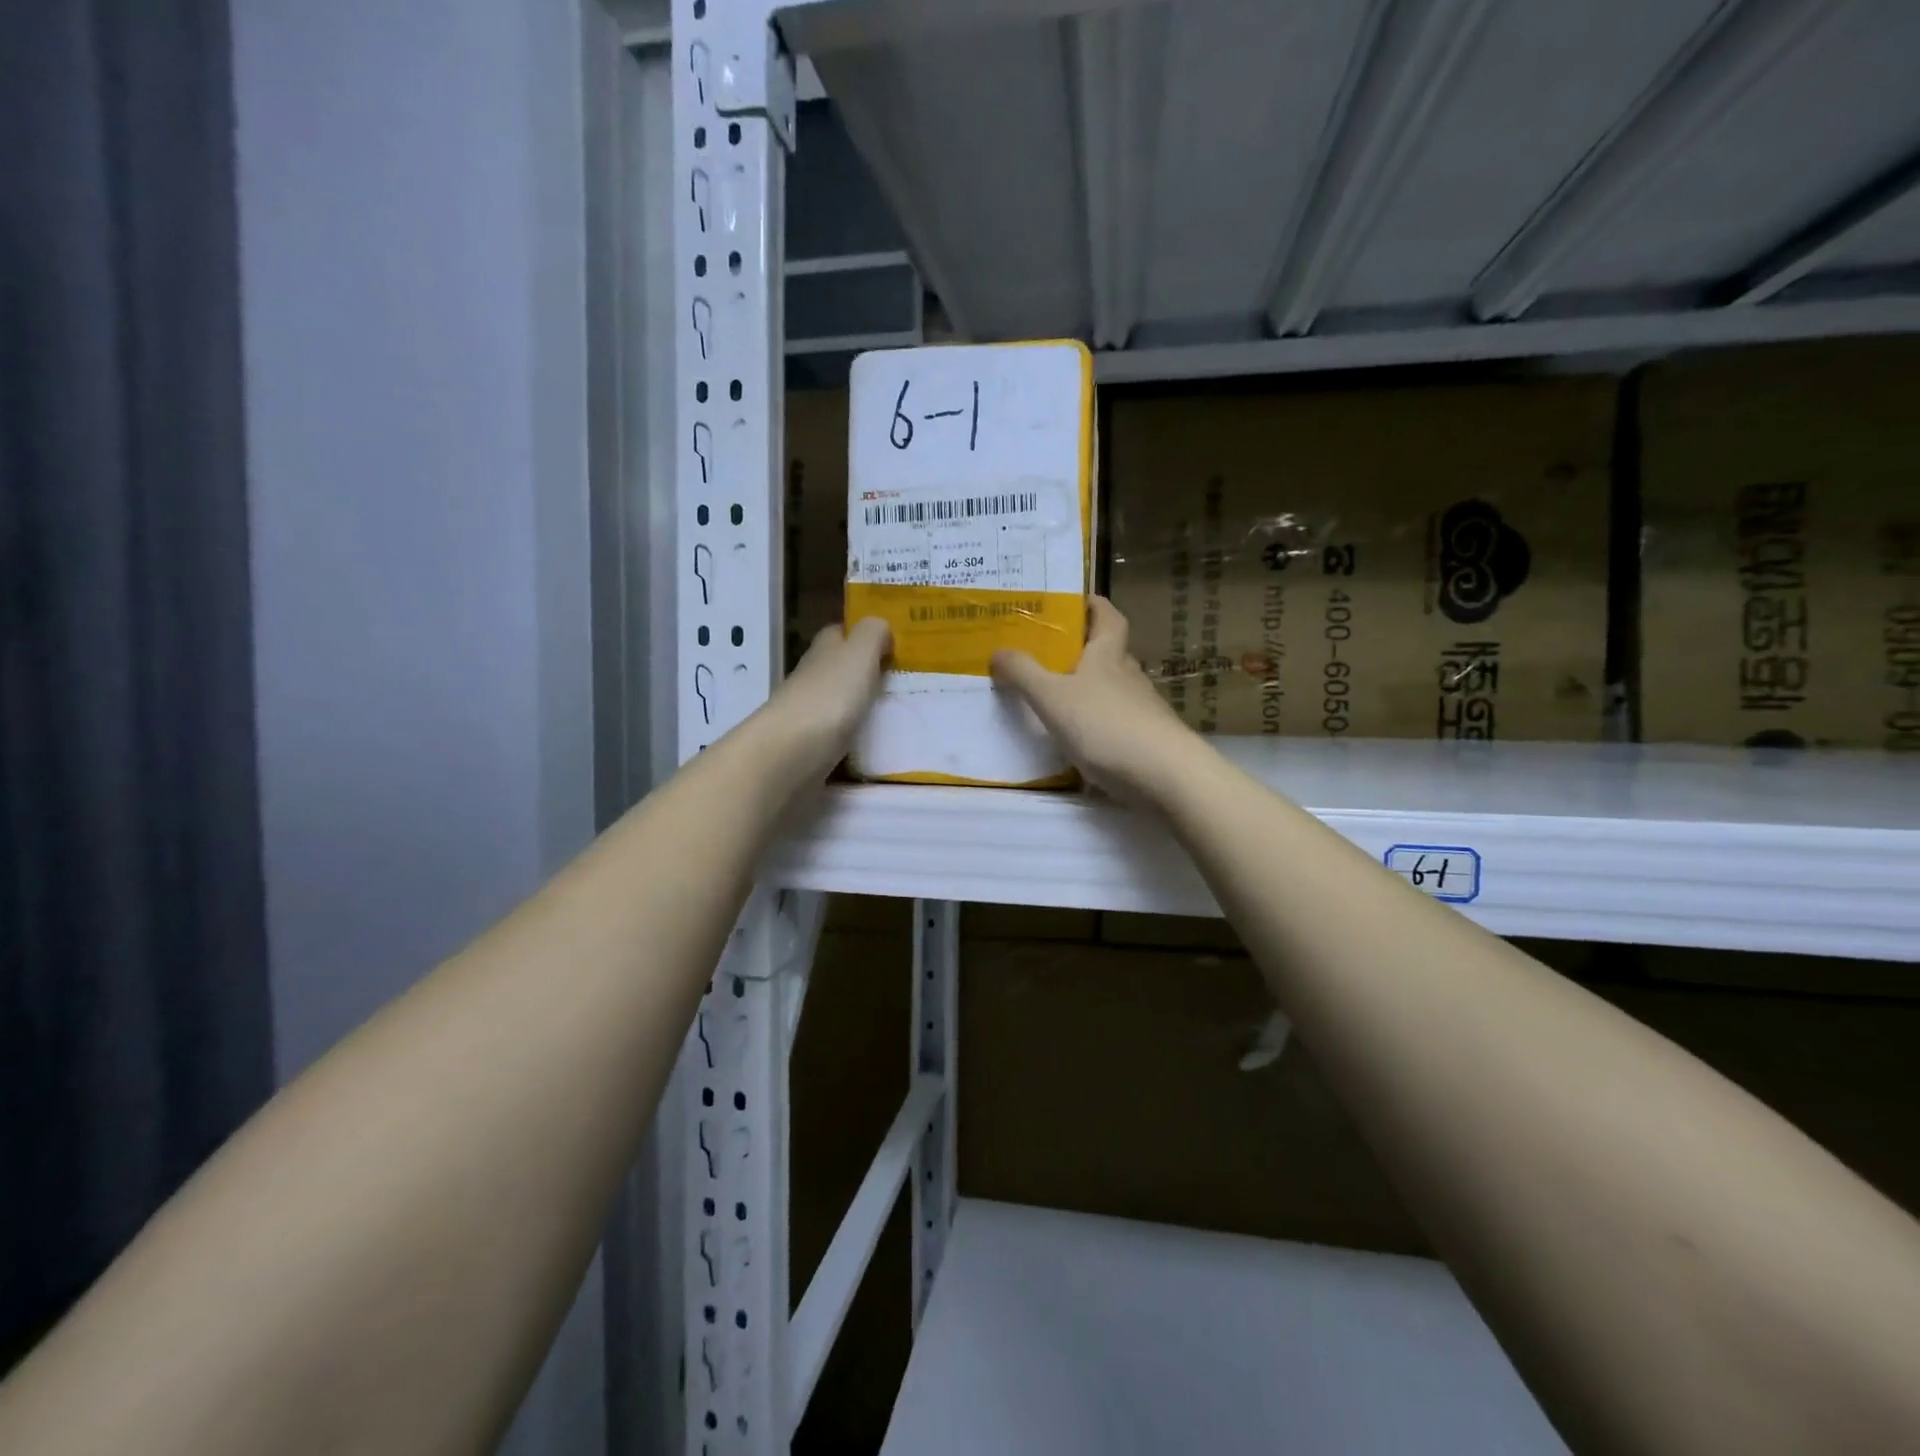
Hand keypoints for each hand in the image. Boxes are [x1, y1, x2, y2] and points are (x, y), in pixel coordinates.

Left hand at [760, 618, 891, 779]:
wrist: (792, 752)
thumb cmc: (830, 696)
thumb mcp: (859, 653)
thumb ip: (873, 633)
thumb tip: (880, 627)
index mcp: (824, 649)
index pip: (840, 632)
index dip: (862, 634)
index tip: (891, 643)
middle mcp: (813, 676)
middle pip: (838, 666)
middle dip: (863, 670)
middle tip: (901, 679)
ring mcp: (808, 712)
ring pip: (838, 699)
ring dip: (859, 702)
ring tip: (896, 711)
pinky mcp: (809, 744)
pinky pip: (837, 732)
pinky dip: (853, 733)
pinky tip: (874, 740)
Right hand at [990, 597, 1199, 804]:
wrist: (1163, 773)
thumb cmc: (1104, 724)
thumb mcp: (1052, 697)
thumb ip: (1023, 673)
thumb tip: (998, 650)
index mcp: (1108, 655)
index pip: (1107, 616)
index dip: (1093, 605)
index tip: (1075, 601)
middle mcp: (1129, 675)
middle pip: (1110, 652)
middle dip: (1085, 649)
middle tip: (1052, 653)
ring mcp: (1142, 708)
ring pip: (1114, 688)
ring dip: (1091, 688)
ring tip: (1060, 699)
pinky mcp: (1147, 738)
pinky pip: (1118, 721)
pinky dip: (1099, 723)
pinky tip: (1083, 739)